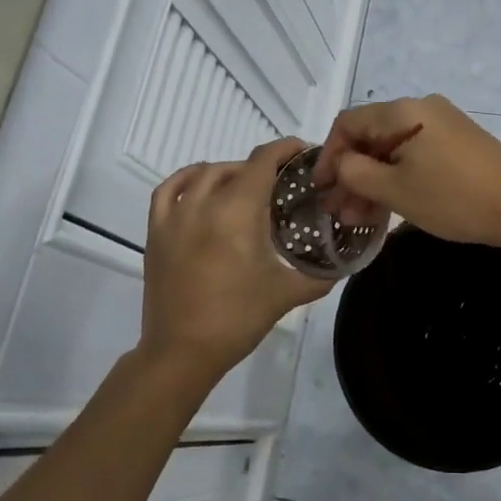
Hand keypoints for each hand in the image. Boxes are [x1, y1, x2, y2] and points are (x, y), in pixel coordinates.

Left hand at [141, 138, 331, 382]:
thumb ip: (320, 276)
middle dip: (264, 167)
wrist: (181, 352)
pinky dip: (187, 179)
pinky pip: (169, 190)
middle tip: (284, 184)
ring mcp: (176, 215)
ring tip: (247, 187)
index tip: (305, 152)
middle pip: (238, 166)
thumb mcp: (287, 294)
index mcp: (238, 211)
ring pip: (205, 174)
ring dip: (230, 172)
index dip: (286, 149)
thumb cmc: (237, 319)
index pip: (264, 160)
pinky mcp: (156, 232)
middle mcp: (205, 203)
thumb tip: (343, 267)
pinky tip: (200, 186)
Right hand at [311, 95, 500, 248]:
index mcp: (403, 111)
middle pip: (372, 136)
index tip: (321, 190)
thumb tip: (340, 164)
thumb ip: (356, 173)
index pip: (349, 123)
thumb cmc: (453, 197)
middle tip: (339, 212)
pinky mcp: (459, 142)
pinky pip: (416, 154)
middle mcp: (422, 109)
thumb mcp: (395, 189)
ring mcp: (443, 124)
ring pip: (393, 149)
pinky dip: (398, 177)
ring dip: (373, 181)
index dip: (328, 155)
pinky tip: (389, 207)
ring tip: (360, 219)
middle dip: (351, 175)